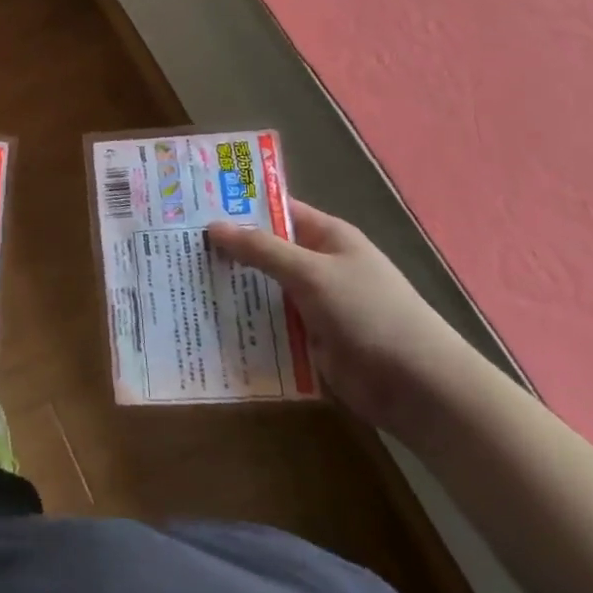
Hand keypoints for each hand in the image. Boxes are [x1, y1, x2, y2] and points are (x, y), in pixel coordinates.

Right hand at [207, 201, 481, 434]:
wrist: (417, 386)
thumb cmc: (369, 312)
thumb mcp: (312, 272)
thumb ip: (262, 249)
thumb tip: (214, 226)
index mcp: (328, 237)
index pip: (278, 210)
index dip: (240, 206)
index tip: (195, 205)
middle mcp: (319, 266)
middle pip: (266, 251)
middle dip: (228, 250)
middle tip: (175, 245)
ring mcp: (314, 304)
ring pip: (263, 289)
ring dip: (232, 288)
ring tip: (180, 281)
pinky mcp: (309, 341)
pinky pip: (270, 324)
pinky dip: (245, 322)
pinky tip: (207, 321)